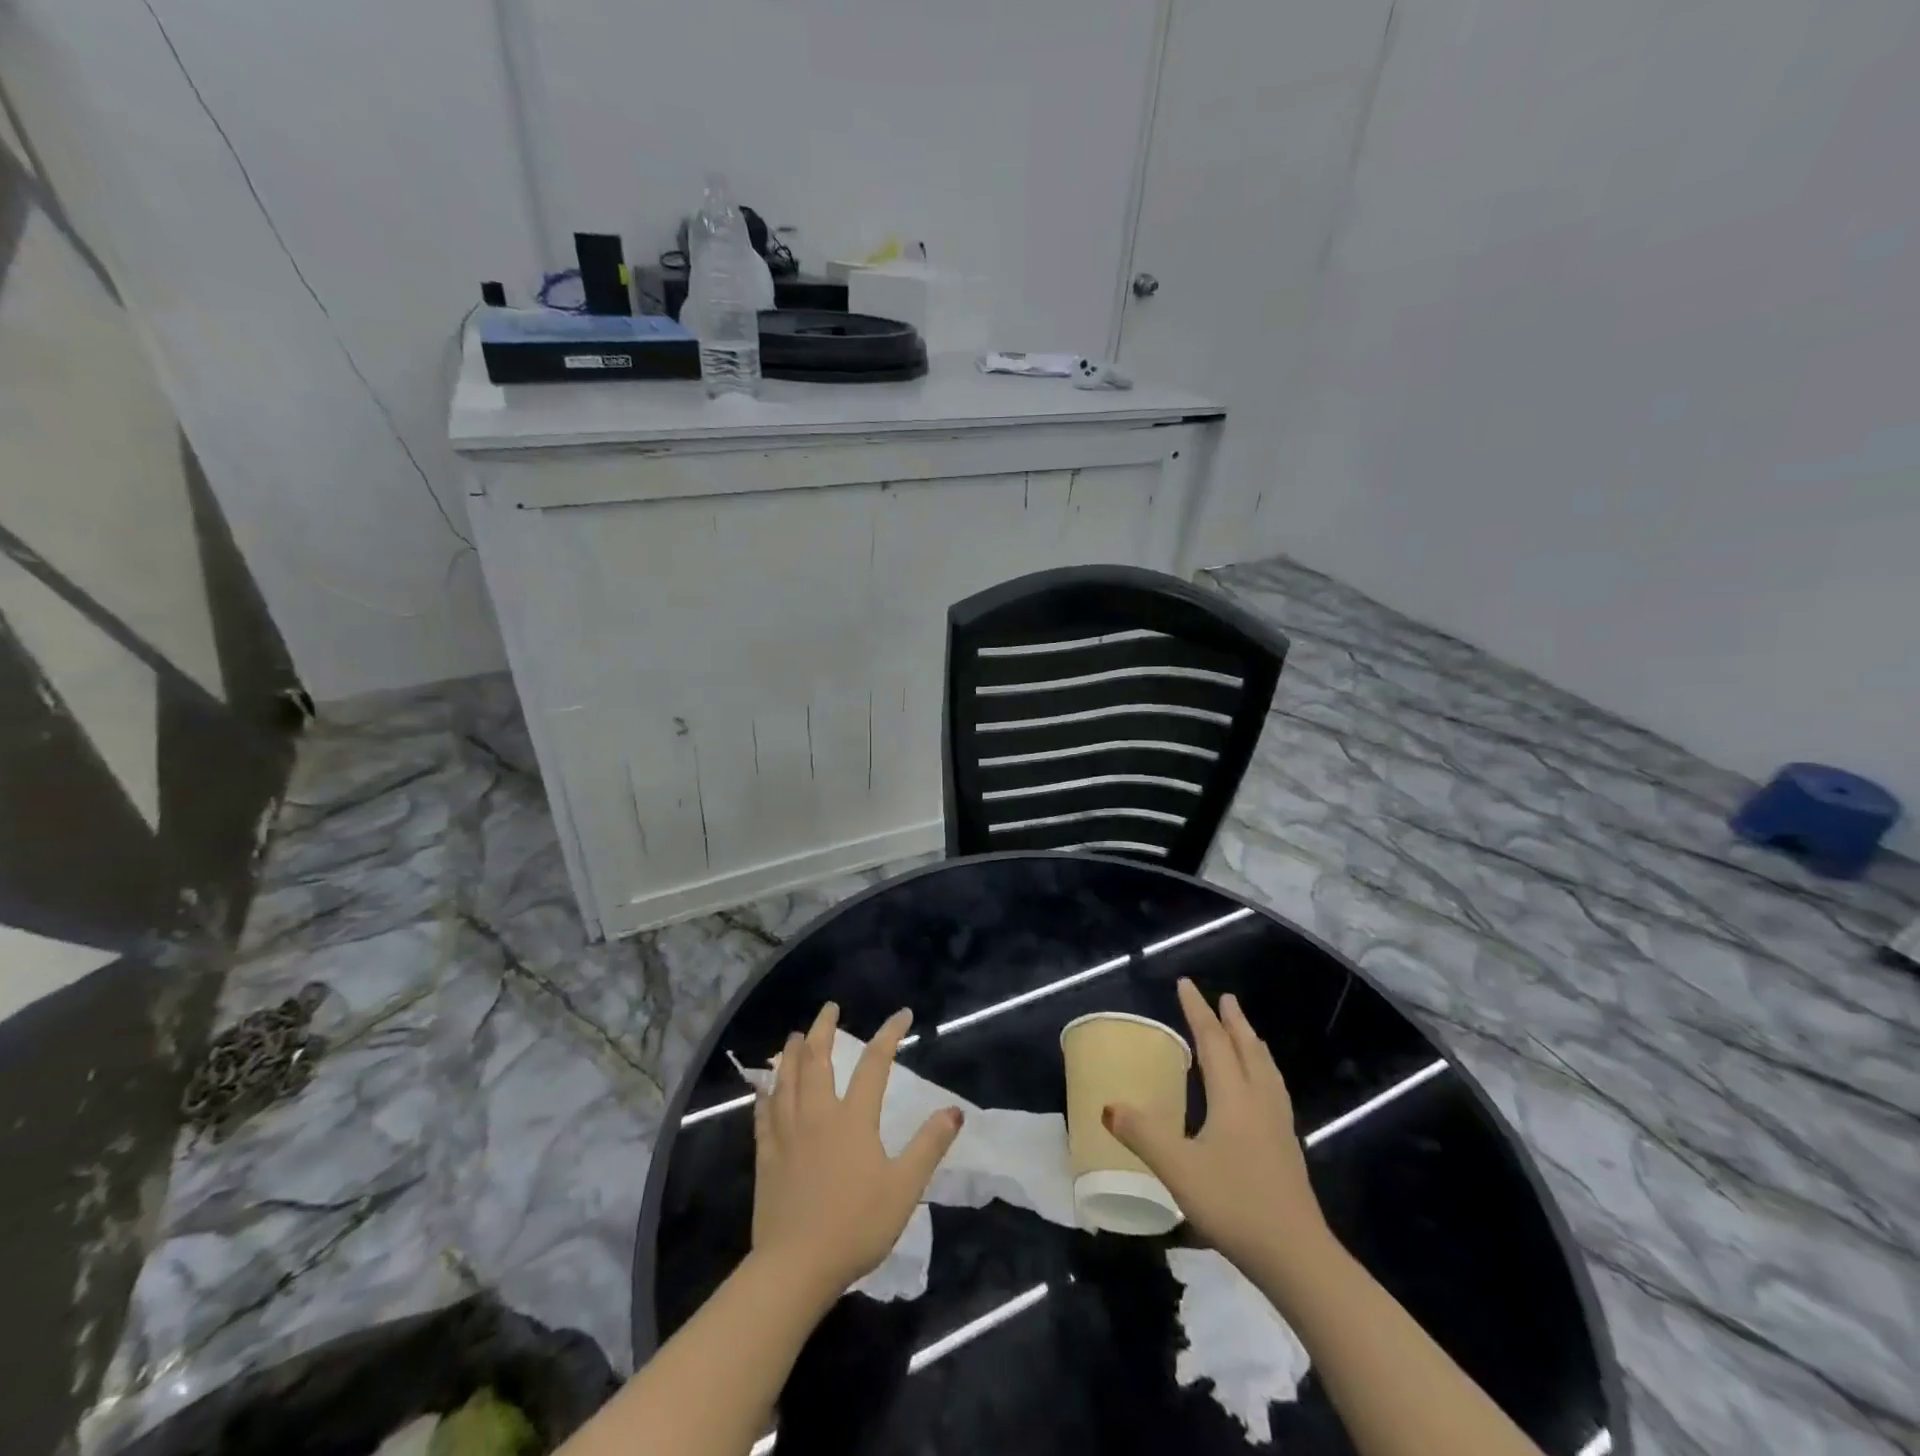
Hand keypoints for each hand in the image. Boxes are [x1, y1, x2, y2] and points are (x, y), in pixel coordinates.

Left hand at [751, 1003, 963, 1300]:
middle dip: (824, 1029)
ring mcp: (787, 1134)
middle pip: (817, 1060)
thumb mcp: (904, 1188)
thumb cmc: (856, 1225)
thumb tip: (954, 1110)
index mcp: (853, 1118)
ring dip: (792, 1053)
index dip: (889, 1034)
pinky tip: (764, 1086)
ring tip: (796, 1035)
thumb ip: (928, 1146)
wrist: (796, 1268)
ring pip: (786, 1080)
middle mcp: (817, 1115)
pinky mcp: (766, 1157)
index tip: (902, 1015)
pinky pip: (763, 1114)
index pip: (874, 1064)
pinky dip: (765, 1093)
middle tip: (830, 1008)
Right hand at [1104, 978, 1332, 1288]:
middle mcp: (1259, 1101)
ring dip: (1253, 1044)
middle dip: (1233, 1021)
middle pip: (1247, 1049)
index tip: (1187, 984)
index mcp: (1233, 1097)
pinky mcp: (1288, 1149)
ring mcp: (1278, 1126)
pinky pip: (1274, 1091)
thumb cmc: (1235, 1204)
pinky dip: (1264, 1072)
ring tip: (1247, 1034)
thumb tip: (1109, 1105)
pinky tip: (1262, 1091)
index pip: (1213, 1041)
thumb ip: (1143, 1134)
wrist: (1297, 1257)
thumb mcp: (1178, 1169)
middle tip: (1225, 998)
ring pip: (1266, 1070)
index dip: (1197, 1011)